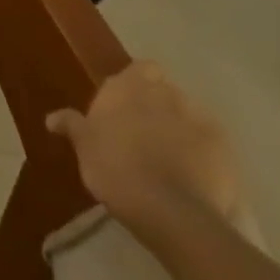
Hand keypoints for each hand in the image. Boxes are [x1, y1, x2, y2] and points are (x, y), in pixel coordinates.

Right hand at [47, 61, 241, 240]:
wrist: (170, 210)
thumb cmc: (115, 168)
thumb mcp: (84, 147)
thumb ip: (72, 125)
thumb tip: (52, 117)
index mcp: (128, 88)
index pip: (142, 68)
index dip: (138, 82)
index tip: (127, 103)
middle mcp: (165, 95)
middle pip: (166, 91)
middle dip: (158, 105)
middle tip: (143, 131)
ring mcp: (200, 121)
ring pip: (190, 116)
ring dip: (182, 127)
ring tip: (171, 154)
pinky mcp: (227, 151)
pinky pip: (212, 144)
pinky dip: (203, 153)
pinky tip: (193, 173)